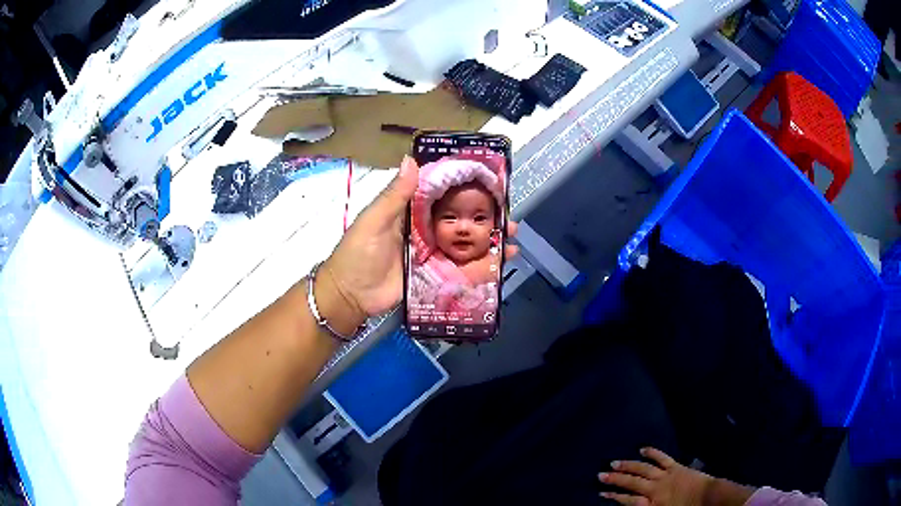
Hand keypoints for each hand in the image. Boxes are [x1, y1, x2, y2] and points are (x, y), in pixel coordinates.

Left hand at [321, 156, 518, 331]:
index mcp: (409, 210)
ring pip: (464, 241)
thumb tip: (412, 159)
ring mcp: (431, 252)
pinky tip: (500, 263)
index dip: (463, 185)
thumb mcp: (374, 221)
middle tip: (508, 212)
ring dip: (487, 238)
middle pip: (459, 217)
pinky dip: (480, 264)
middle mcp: (424, 228)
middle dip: (484, 214)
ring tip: (511, 237)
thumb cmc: (358, 253)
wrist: (351, 296)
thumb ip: (394, 195)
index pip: (441, 192)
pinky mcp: (434, 274)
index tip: (489, 180)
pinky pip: (460, 266)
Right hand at [598, 448, 712, 505]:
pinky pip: (662, 458)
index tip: (601, 493)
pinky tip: (642, 449)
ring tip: (614, 462)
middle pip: (632, 482)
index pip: (628, 500)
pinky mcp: (676, 466)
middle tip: (600, 474)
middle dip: (615, 479)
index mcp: (653, 502)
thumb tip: (632, 503)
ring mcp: (666, 475)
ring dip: (628, 465)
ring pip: (643, 468)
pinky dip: (652, 453)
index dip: (614, 496)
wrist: (709, 497)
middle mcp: (656, 488)